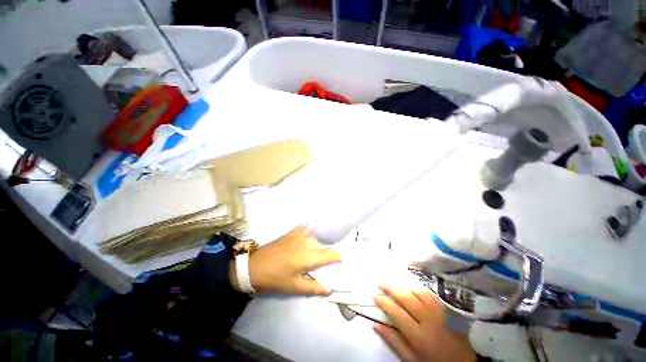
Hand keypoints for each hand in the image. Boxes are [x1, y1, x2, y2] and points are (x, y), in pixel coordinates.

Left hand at [229, 226, 341, 295]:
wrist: (255, 265)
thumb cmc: (276, 278)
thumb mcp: (294, 286)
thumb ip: (314, 287)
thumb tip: (329, 290)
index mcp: (309, 257)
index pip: (331, 254)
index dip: (338, 257)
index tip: (339, 261)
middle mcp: (308, 242)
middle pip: (324, 245)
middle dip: (326, 252)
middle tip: (323, 261)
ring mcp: (300, 234)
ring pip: (317, 236)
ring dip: (319, 243)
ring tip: (315, 251)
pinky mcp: (293, 231)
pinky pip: (307, 229)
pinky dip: (311, 233)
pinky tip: (308, 238)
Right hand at [374, 286, 475, 361]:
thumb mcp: (413, 360)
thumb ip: (395, 343)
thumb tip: (376, 325)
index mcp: (419, 335)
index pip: (396, 313)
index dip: (384, 302)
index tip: (375, 296)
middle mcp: (429, 320)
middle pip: (406, 298)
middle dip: (391, 289)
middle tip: (380, 284)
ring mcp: (440, 313)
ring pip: (418, 293)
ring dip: (404, 288)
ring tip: (395, 287)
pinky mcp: (448, 310)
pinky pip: (431, 295)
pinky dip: (418, 290)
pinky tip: (413, 291)